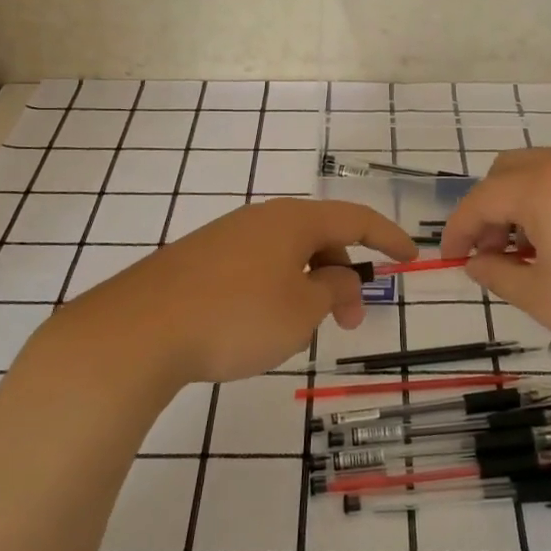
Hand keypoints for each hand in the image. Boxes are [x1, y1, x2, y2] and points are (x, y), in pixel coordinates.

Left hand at [63, 197, 414, 386]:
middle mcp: (261, 218)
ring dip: (309, 286)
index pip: (355, 219)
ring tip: (301, 331)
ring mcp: (226, 236)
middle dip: (344, 276)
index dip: (388, 236)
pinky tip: (260, 324)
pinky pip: (255, 266)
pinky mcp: (199, 259)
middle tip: (351, 322)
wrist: (139, 331)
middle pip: (319, 238)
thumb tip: (340, 276)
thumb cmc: (235, 318)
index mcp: (293, 221)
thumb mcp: (300, 311)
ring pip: (286, 255)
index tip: (412, 256)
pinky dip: (276, 289)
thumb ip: (333, 289)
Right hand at [440, 148, 550, 372]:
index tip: (451, 258)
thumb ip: (498, 274)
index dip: (458, 229)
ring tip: (531, 251)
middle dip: (490, 208)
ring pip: (544, 170)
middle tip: (493, 253)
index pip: (481, 199)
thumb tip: (475, 263)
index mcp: (542, 187)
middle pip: (509, 171)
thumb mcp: (543, 298)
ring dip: (522, 202)